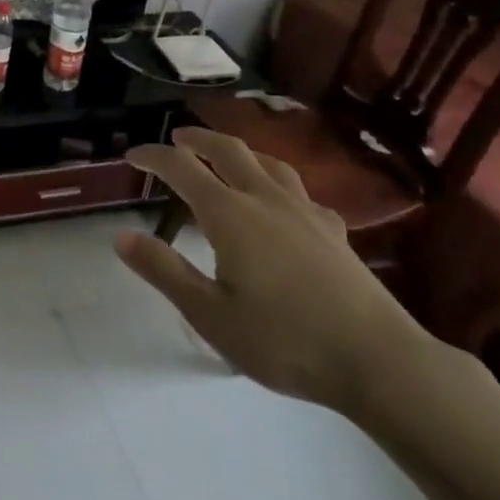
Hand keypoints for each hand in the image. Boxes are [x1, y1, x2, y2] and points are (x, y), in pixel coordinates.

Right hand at [117, 126, 427, 412]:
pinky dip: (278, 183)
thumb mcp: (210, 315)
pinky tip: (283, 203)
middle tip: (178, 138)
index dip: (153, 156)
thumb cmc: (285, 341)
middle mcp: (265, 199)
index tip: (132, 156)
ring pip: (267, 162)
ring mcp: (305, 211)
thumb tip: (121, 236)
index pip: (182, 168)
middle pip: (228, 150)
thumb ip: (164, 271)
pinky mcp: (334, 230)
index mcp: (230, 214)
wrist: (378, 361)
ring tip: (227, 156)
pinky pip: (299, 191)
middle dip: (198, 139)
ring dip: (239, 151)